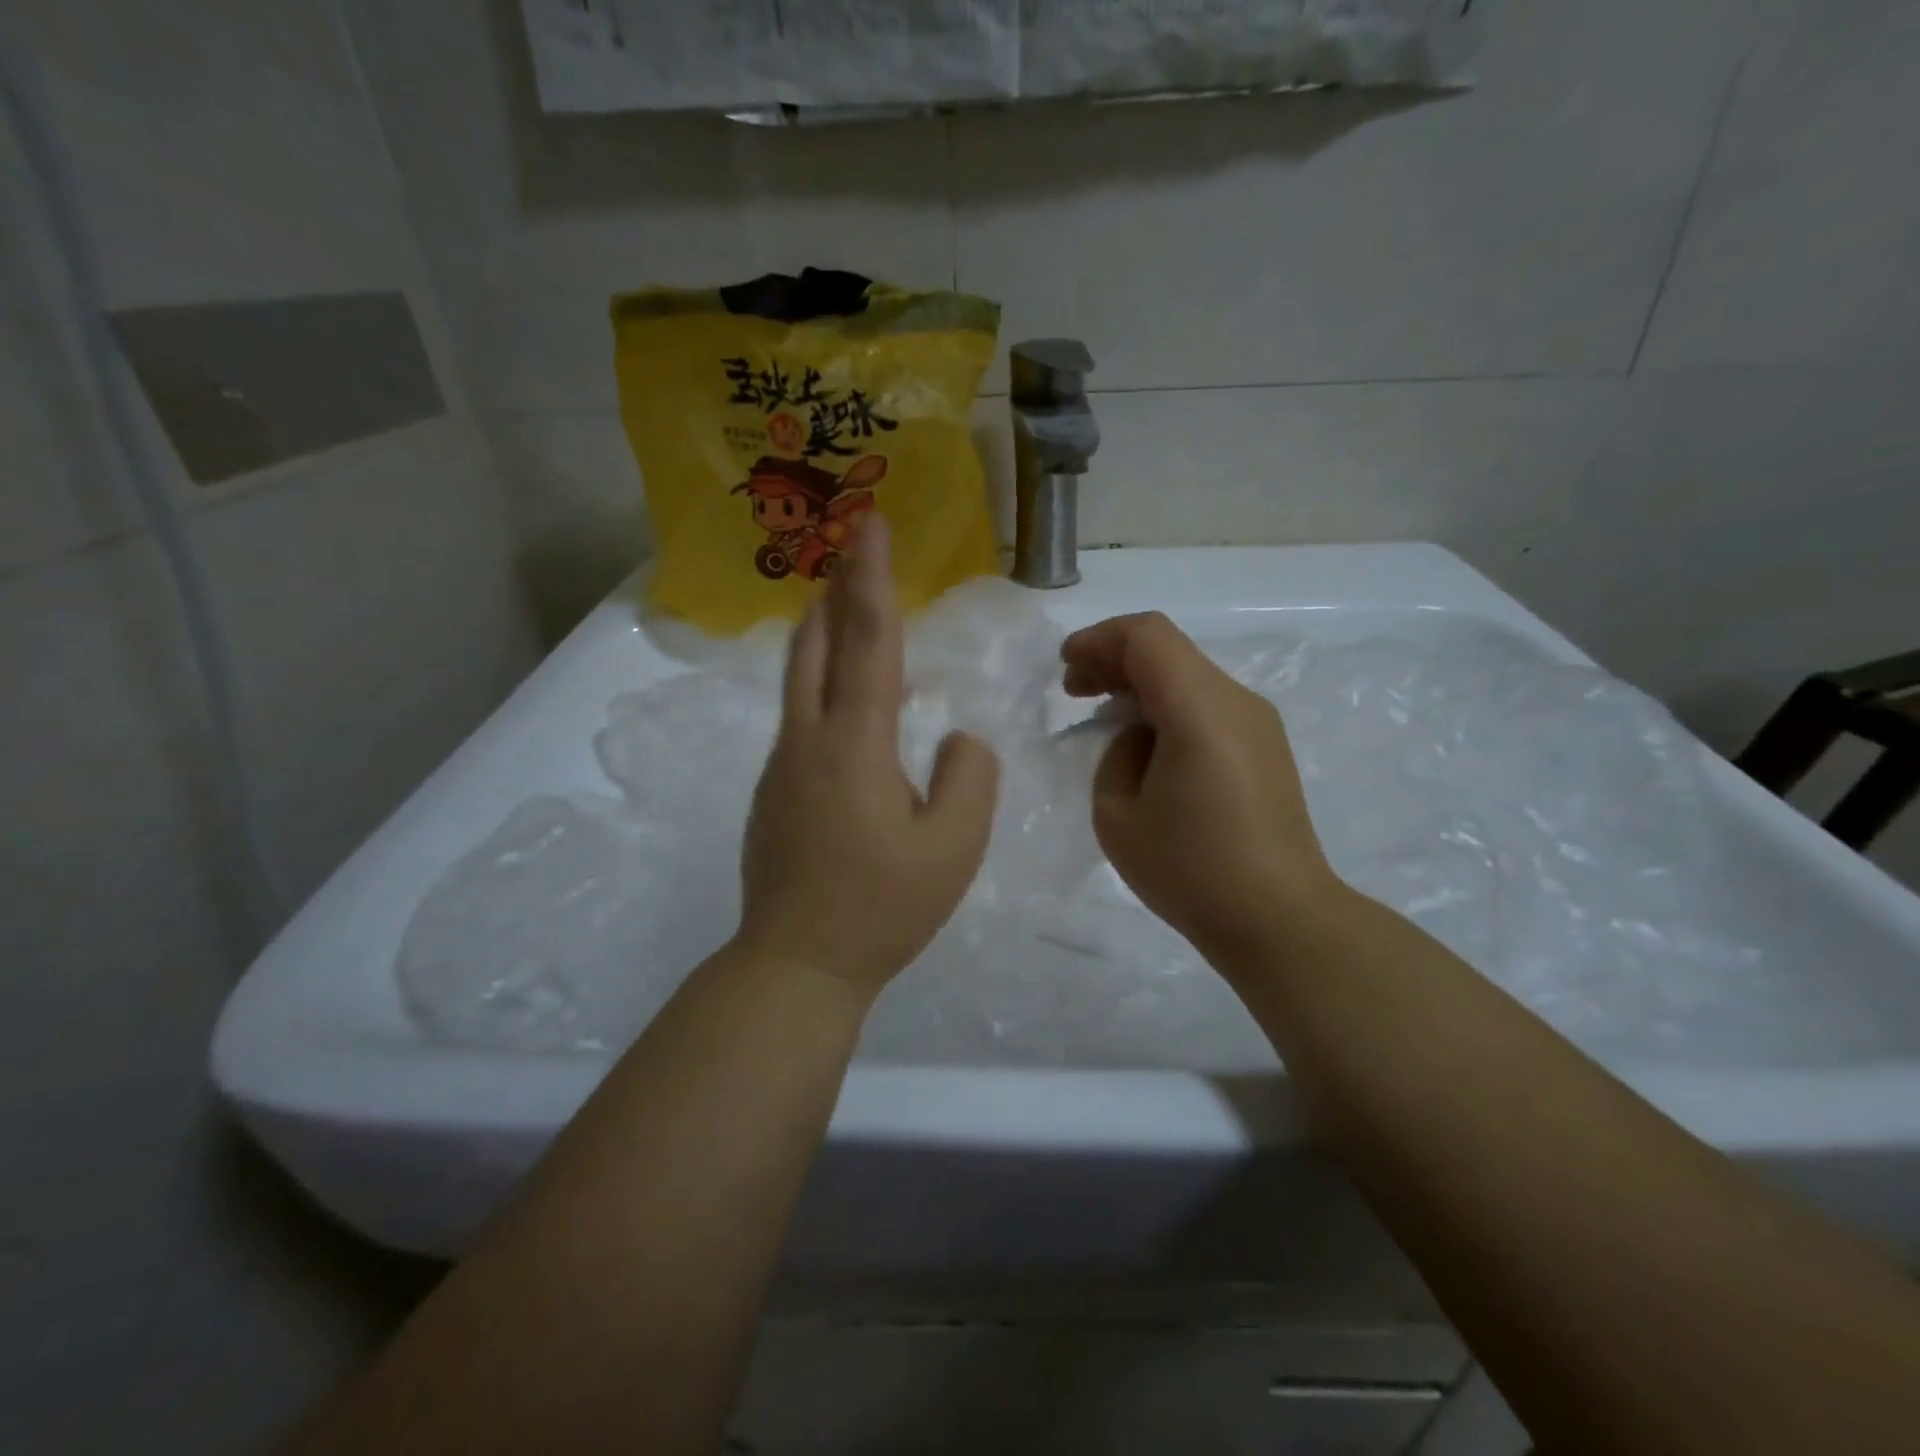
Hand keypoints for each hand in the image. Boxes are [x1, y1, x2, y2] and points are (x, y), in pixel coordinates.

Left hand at [736, 520, 999, 999]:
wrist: (796, 965)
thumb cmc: (882, 907)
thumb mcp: (954, 847)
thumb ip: (969, 777)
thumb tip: (957, 738)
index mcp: (854, 744)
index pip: (866, 641)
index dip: (871, 578)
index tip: (869, 524)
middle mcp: (808, 740)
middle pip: (814, 644)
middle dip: (834, 590)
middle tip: (849, 549)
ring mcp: (783, 767)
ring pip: (799, 679)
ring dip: (822, 634)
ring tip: (846, 610)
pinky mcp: (775, 793)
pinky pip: (802, 718)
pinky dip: (823, 685)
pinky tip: (851, 706)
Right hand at [1061, 612, 1339, 968]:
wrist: (1279, 919)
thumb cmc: (1190, 871)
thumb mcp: (1118, 816)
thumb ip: (1117, 754)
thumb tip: (1139, 736)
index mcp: (1200, 711)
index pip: (1147, 637)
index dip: (1098, 640)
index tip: (1065, 667)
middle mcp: (1236, 702)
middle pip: (1169, 649)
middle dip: (1113, 659)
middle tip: (1074, 690)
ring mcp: (1258, 722)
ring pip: (1188, 673)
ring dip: (1140, 682)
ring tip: (1105, 716)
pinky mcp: (1265, 745)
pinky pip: (1207, 702)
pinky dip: (1167, 704)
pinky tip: (1145, 742)